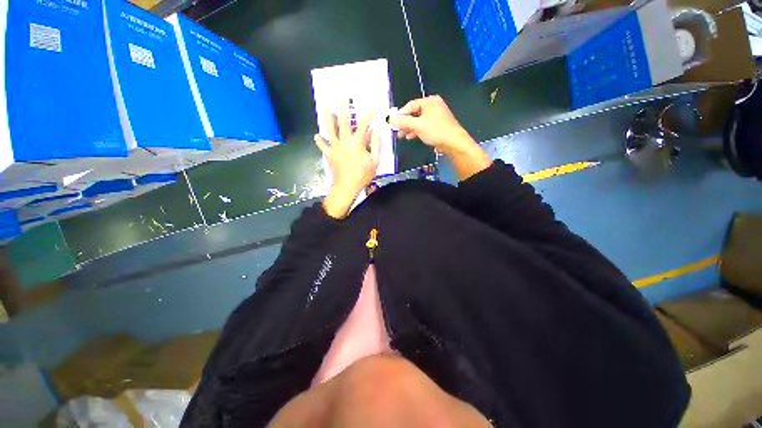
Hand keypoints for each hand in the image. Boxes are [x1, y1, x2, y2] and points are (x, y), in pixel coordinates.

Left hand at [315, 110, 380, 218]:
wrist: (346, 188)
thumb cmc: (362, 175)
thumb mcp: (375, 162)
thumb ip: (376, 145)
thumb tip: (376, 132)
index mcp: (357, 142)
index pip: (364, 124)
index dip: (368, 113)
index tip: (370, 103)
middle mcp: (344, 141)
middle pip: (343, 120)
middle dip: (343, 106)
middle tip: (341, 95)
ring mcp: (335, 147)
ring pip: (330, 129)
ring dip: (327, 118)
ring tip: (324, 107)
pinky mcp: (329, 154)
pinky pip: (323, 146)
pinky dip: (320, 141)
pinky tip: (316, 136)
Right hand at [391, 96, 490, 179]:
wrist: (455, 143)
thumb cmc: (437, 130)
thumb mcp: (417, 125)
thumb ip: (402, 121)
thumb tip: (390, 119)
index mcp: (430, 101)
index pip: (410, 105)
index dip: (401, 113)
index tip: (393, 122)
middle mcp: (434, 106)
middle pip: (414, 112)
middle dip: (405, 122)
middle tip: (396, 129)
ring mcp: (437, 116)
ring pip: (419, 120)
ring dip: (410, 127)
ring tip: (402, 135)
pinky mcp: (439, 125)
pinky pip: (425, 125)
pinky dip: (417, 130)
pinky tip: (411, 136)